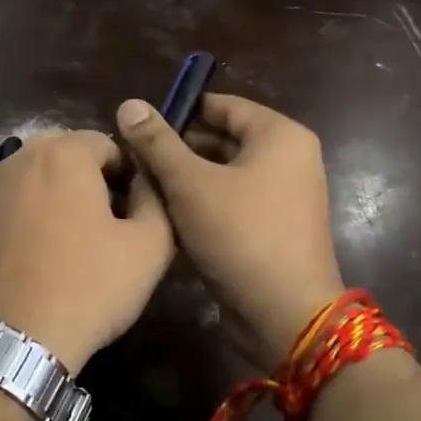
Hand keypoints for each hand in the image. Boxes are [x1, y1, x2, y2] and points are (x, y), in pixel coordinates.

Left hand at [0, 130, 175, 375]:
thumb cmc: (88, 286)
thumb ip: (158, 199)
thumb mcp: (149, 246)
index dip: (133, 175)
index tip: (140, 212)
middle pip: (74, 156)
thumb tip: (148, 181)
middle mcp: (23, 158)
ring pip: (46, 179)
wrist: (12, 338)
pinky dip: (42, 215)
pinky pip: (23, 202)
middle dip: (98, 181)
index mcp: (64, 152)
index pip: (111, 144)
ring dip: (69, 198)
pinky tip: (53, 255)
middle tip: (116, 225)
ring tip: (86, 242)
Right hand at [117, 94, 343, 369]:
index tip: (138, 128)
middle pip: (223, 140)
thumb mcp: (190, 185)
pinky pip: (235, 203)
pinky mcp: (276, 228)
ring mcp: (286, 196)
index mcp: (280, 135)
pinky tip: (169, 219)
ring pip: (225, 175)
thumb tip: (130, 105)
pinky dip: (205, 206)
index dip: (178, 113)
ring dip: (187, 182)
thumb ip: (158, 144)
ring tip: (144, 190)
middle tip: (134, 162)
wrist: (286, 315)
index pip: (221, 105)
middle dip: (179, 151)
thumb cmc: (241, 236)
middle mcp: (290, 159)